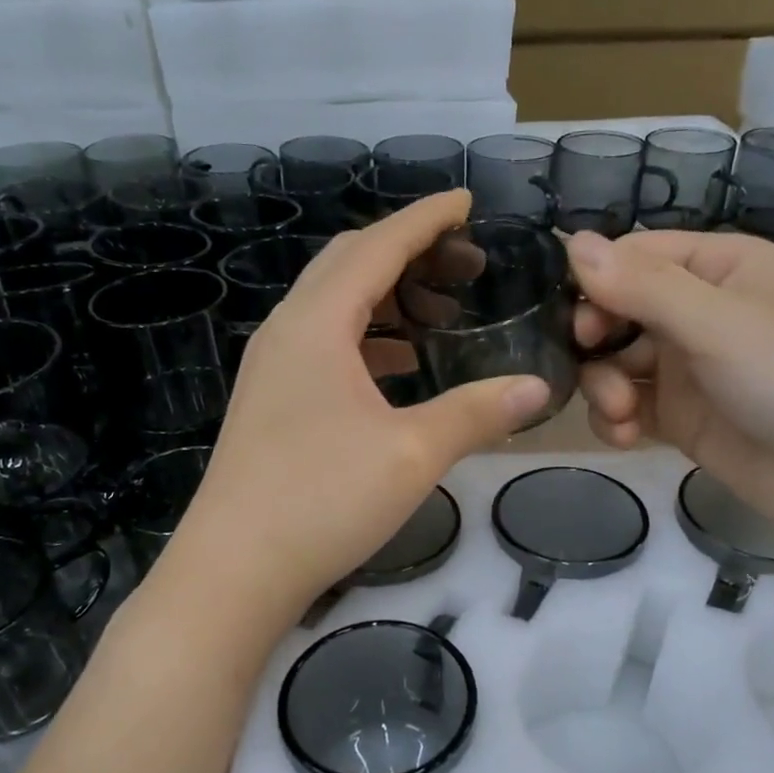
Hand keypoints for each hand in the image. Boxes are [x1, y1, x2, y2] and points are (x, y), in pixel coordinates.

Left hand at [159, 192, 550, 622]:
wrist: (235, 569)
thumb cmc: (324, 499)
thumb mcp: (413, 452)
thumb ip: (478, 412)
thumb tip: (538, 386)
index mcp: (317, 324)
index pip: (377, 247)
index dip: (425, 219)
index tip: (466, 202)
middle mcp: (287, 332)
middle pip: (348, 266)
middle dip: (408, 253)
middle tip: (464, 263)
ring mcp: (272, 370)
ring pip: (333, 308)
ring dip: (386, 298)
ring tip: (438, 314)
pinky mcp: (270, 404)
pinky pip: (324, 347)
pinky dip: (366, 340)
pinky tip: (396, 368)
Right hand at [567, 229, 773, 532]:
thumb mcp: (717, 323)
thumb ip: (643, 286)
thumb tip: (571, 242)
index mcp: (716, 268)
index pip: (633, 257)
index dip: (597, 285)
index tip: (580, 324)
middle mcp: (697, 310)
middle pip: (615, 311)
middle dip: (596, 343)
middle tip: (596, 372)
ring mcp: (685, 366)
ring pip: (613, 362)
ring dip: (603, 387)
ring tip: (622, 414)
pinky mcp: (678, 416)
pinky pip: (626, 405)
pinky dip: (616, 419)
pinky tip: (625, 436)